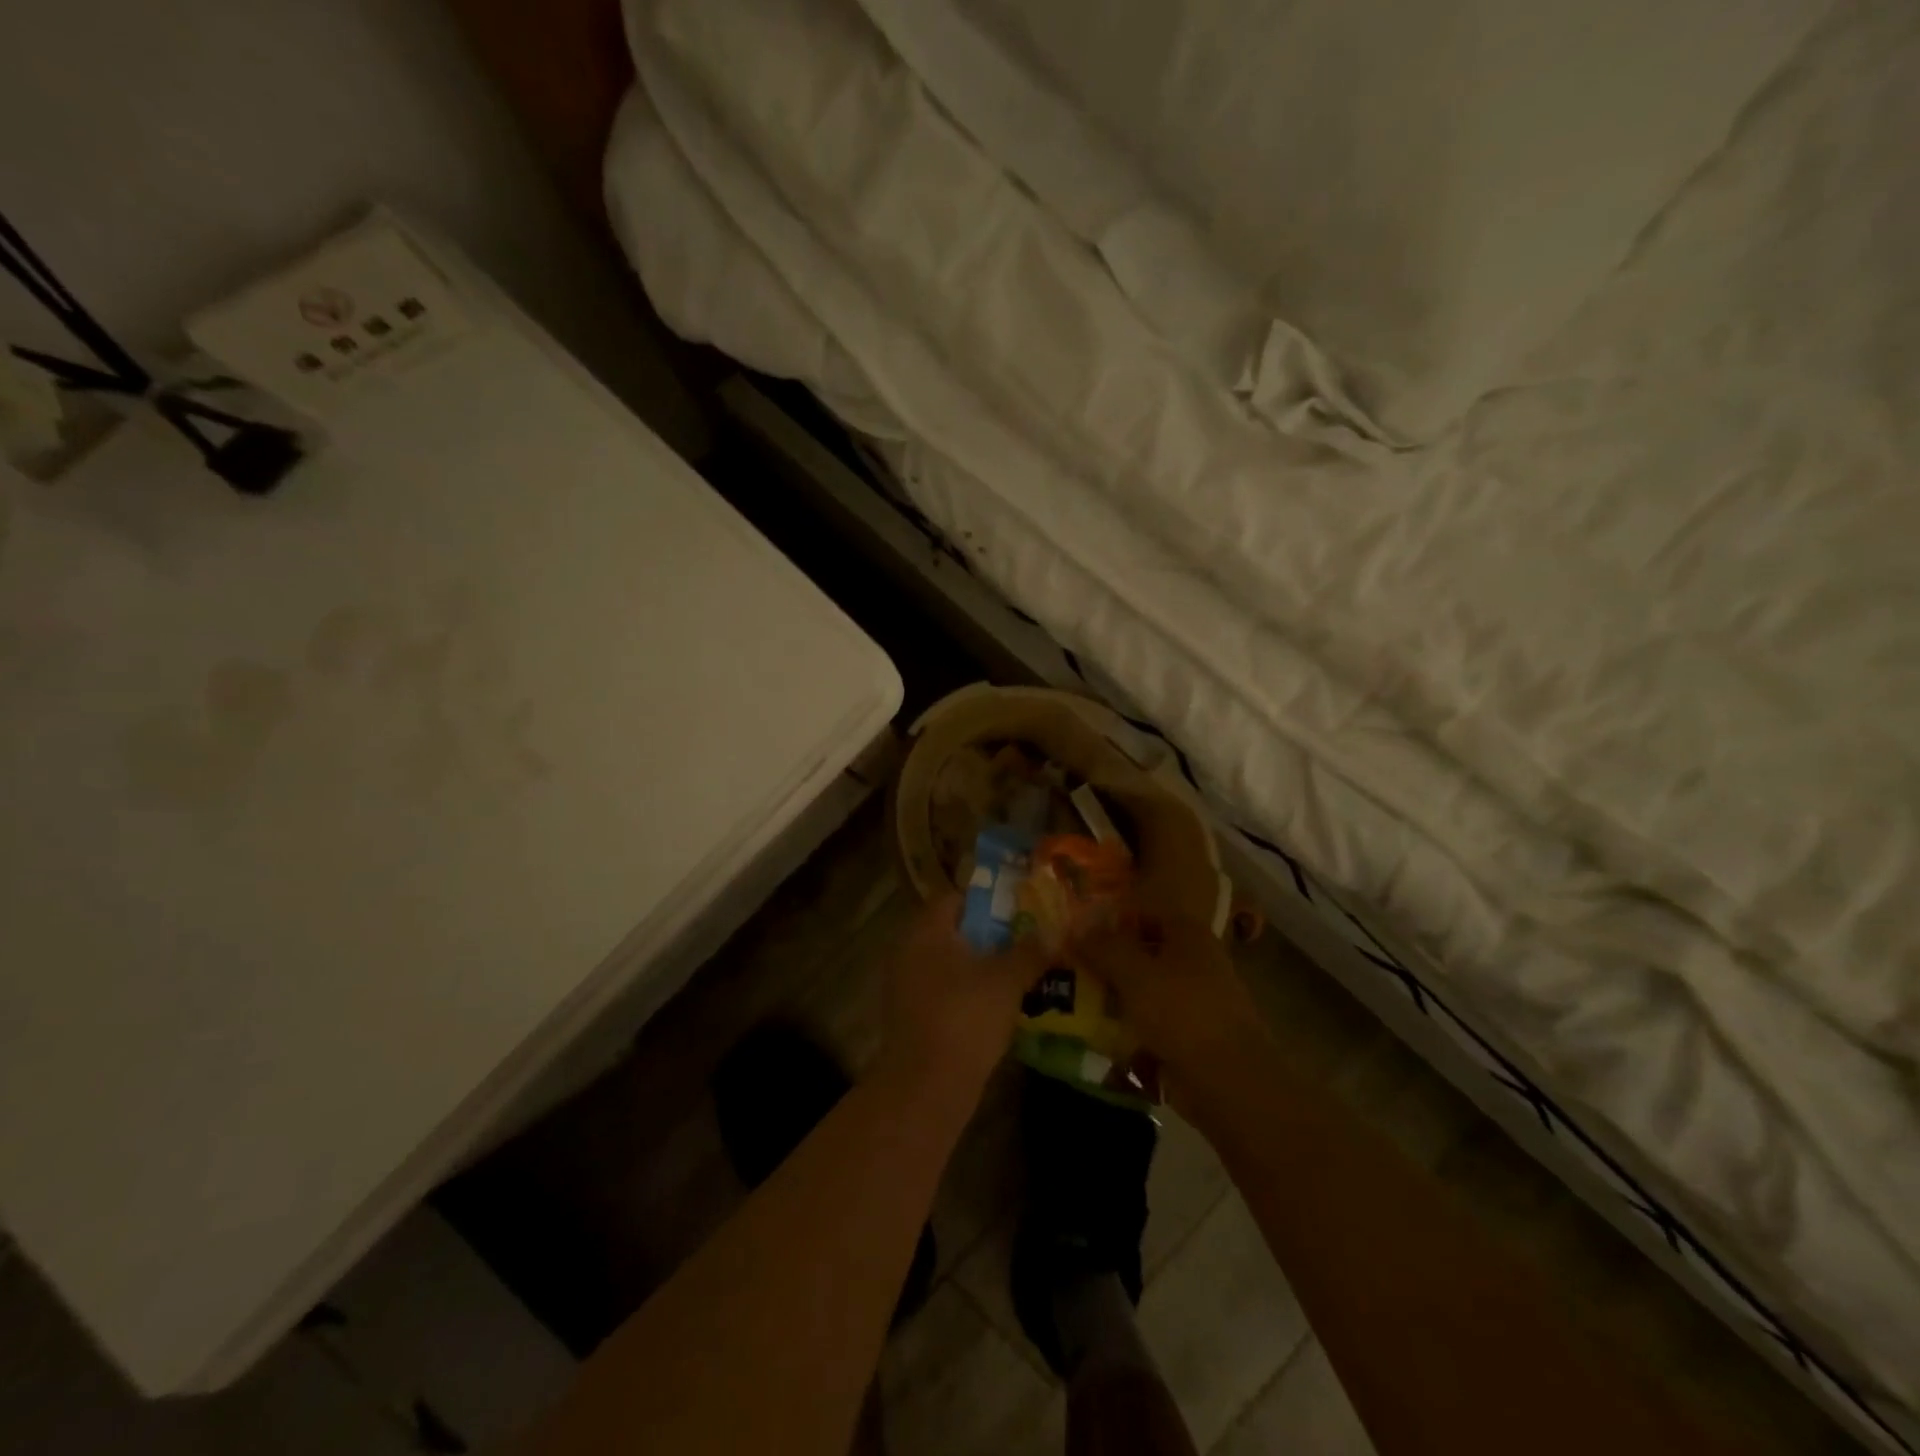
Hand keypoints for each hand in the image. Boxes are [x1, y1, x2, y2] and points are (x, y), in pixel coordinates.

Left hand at [876, 894, 1047, 1104]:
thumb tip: (1055, 930)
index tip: (1022, 907)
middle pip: (955, 931)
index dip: (990, 900)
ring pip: (951, 963)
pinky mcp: (911, 1016)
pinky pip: (945, 991)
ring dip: (982, 966)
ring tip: (1022, 970)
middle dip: (991, 935)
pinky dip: (969, 992)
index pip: (956, 898)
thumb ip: (1030, 951)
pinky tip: (1000, 1004)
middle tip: (1028, 938)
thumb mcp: (1006, 980)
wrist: (925, 1088)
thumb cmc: (965, 1018)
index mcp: (925, 930)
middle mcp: (909, 950)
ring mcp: (906, 985)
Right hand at [1071, 910, 1269, 1103]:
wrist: (1230, 1081)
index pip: (1143, 912)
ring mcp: (1195, 999)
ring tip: (1077, 1001)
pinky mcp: (1190, 1035)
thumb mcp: (1135, 973)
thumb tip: (1078, 930)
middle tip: (1071, 968)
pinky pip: (1151, 1021)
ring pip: (1145, 988)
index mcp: (1188, 934)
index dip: (1110, 919)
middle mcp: (1195, 960)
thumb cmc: (1182, 1013)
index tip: (1078, 933)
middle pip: (1143, 951)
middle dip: (1108, 960)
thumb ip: (1104, 948)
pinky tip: (1101, 1033)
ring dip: (1115, 994)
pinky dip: (1129, 1024)